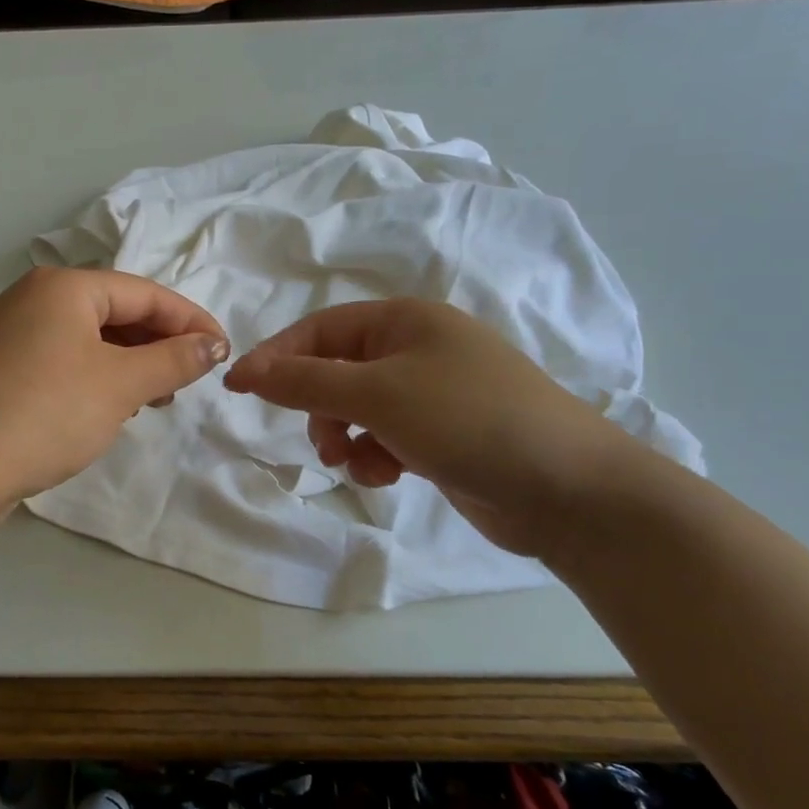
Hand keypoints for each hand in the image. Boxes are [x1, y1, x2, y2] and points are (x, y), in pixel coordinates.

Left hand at [0, 267, 228, 512]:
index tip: (223, 352)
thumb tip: (211, 344)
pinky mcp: (1, 370)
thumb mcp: (120, 385)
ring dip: (128, 365)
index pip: (144, 293)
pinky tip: (109, 408)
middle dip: (158, 345)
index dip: (189, 321)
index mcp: (62, 287)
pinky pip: (63, 362)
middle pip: (114, 313)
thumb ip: (173, 360)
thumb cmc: (45, 414)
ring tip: (154, 399)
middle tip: (188, 380)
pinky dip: (95, 379)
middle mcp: (33, 300)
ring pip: (89, 340)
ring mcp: (11, 335)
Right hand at [223, 299, 638, 556]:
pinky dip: (376, 455)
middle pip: (338, 370)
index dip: (277, 357)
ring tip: (359, 463)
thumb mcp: (376, 394)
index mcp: (405, 320)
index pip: (320, 330)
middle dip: (320, 407)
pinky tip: (389, 475)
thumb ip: (305, 381)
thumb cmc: (467, 420)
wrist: (570, 489)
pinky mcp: (445, 434)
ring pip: (359, 408)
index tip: (239, 389)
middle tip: (320, 441)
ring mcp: (435, 393)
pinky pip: (387, 436)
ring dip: (346, 436)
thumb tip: (244, 369)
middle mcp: (418, 348)